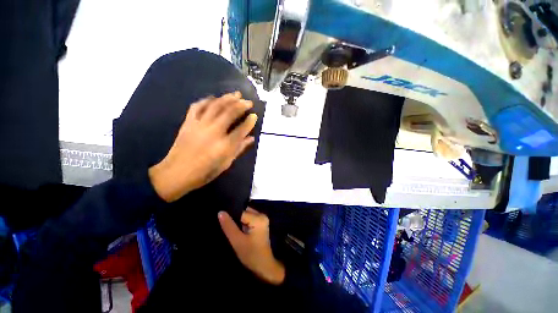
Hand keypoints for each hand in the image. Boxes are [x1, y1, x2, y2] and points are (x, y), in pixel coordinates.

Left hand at [149, 92, 257, 201]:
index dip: (250, 122)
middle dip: (241, 105)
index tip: (255, 116)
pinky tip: (213, 98)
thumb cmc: (204, 172)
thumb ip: (239, 149)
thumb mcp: (226, 163)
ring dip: (227, 98)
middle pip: (229, 113)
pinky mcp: (188, 123)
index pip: (241, 129)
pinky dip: (206, 100)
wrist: (176, 173)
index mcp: (224, 146)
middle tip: (248, 101)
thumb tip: (251, 138)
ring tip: (235, 94)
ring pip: (215, 106)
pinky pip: (197, 106)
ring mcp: (199, 125)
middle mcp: (213, 132)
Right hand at [218, 208, 285, 284]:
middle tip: (222, 223)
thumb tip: (221, 212)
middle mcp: (261, 215)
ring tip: (228, 226)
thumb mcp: (237, 241)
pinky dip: (242, 222)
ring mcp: (262, 219)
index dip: (230, 215)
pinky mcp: (260, 223)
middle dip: (234, 216)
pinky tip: (235, 228)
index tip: (220, 219)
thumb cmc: (251, 254)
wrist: (264, 266)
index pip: (241, 211)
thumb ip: (229, 226)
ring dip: (237, 220)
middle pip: (244, 211)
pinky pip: (248, 219)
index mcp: (258, 218)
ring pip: (245, 215)